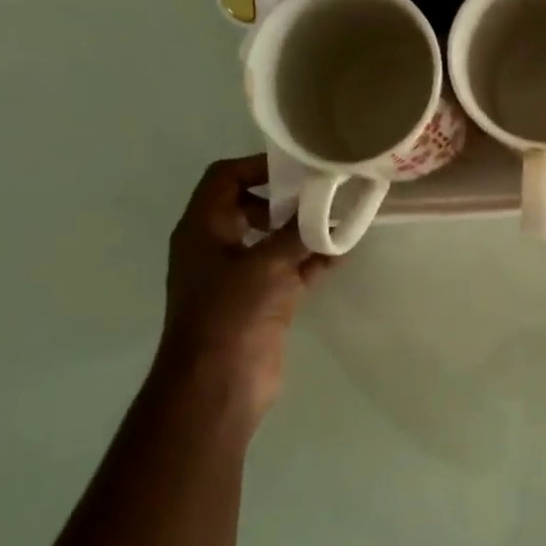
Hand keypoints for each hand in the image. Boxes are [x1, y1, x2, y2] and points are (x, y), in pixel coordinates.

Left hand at [157, 154, 330, 412]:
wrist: (219, 379)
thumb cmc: (231, 312)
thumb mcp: (266, 263)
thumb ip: (297, 233)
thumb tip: (326, 212)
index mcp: (203, 229)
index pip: (225, 178)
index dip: (258, 166)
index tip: (300, 168)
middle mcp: (218, 246)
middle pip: (251, 206)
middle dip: (288, 199)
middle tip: (325, 193)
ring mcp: (240, 275)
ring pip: (274, 239)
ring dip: (304, 230)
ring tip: (341, 220)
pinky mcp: (262, 300)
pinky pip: (290, 269)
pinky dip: (312, 260)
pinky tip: (342, 252)